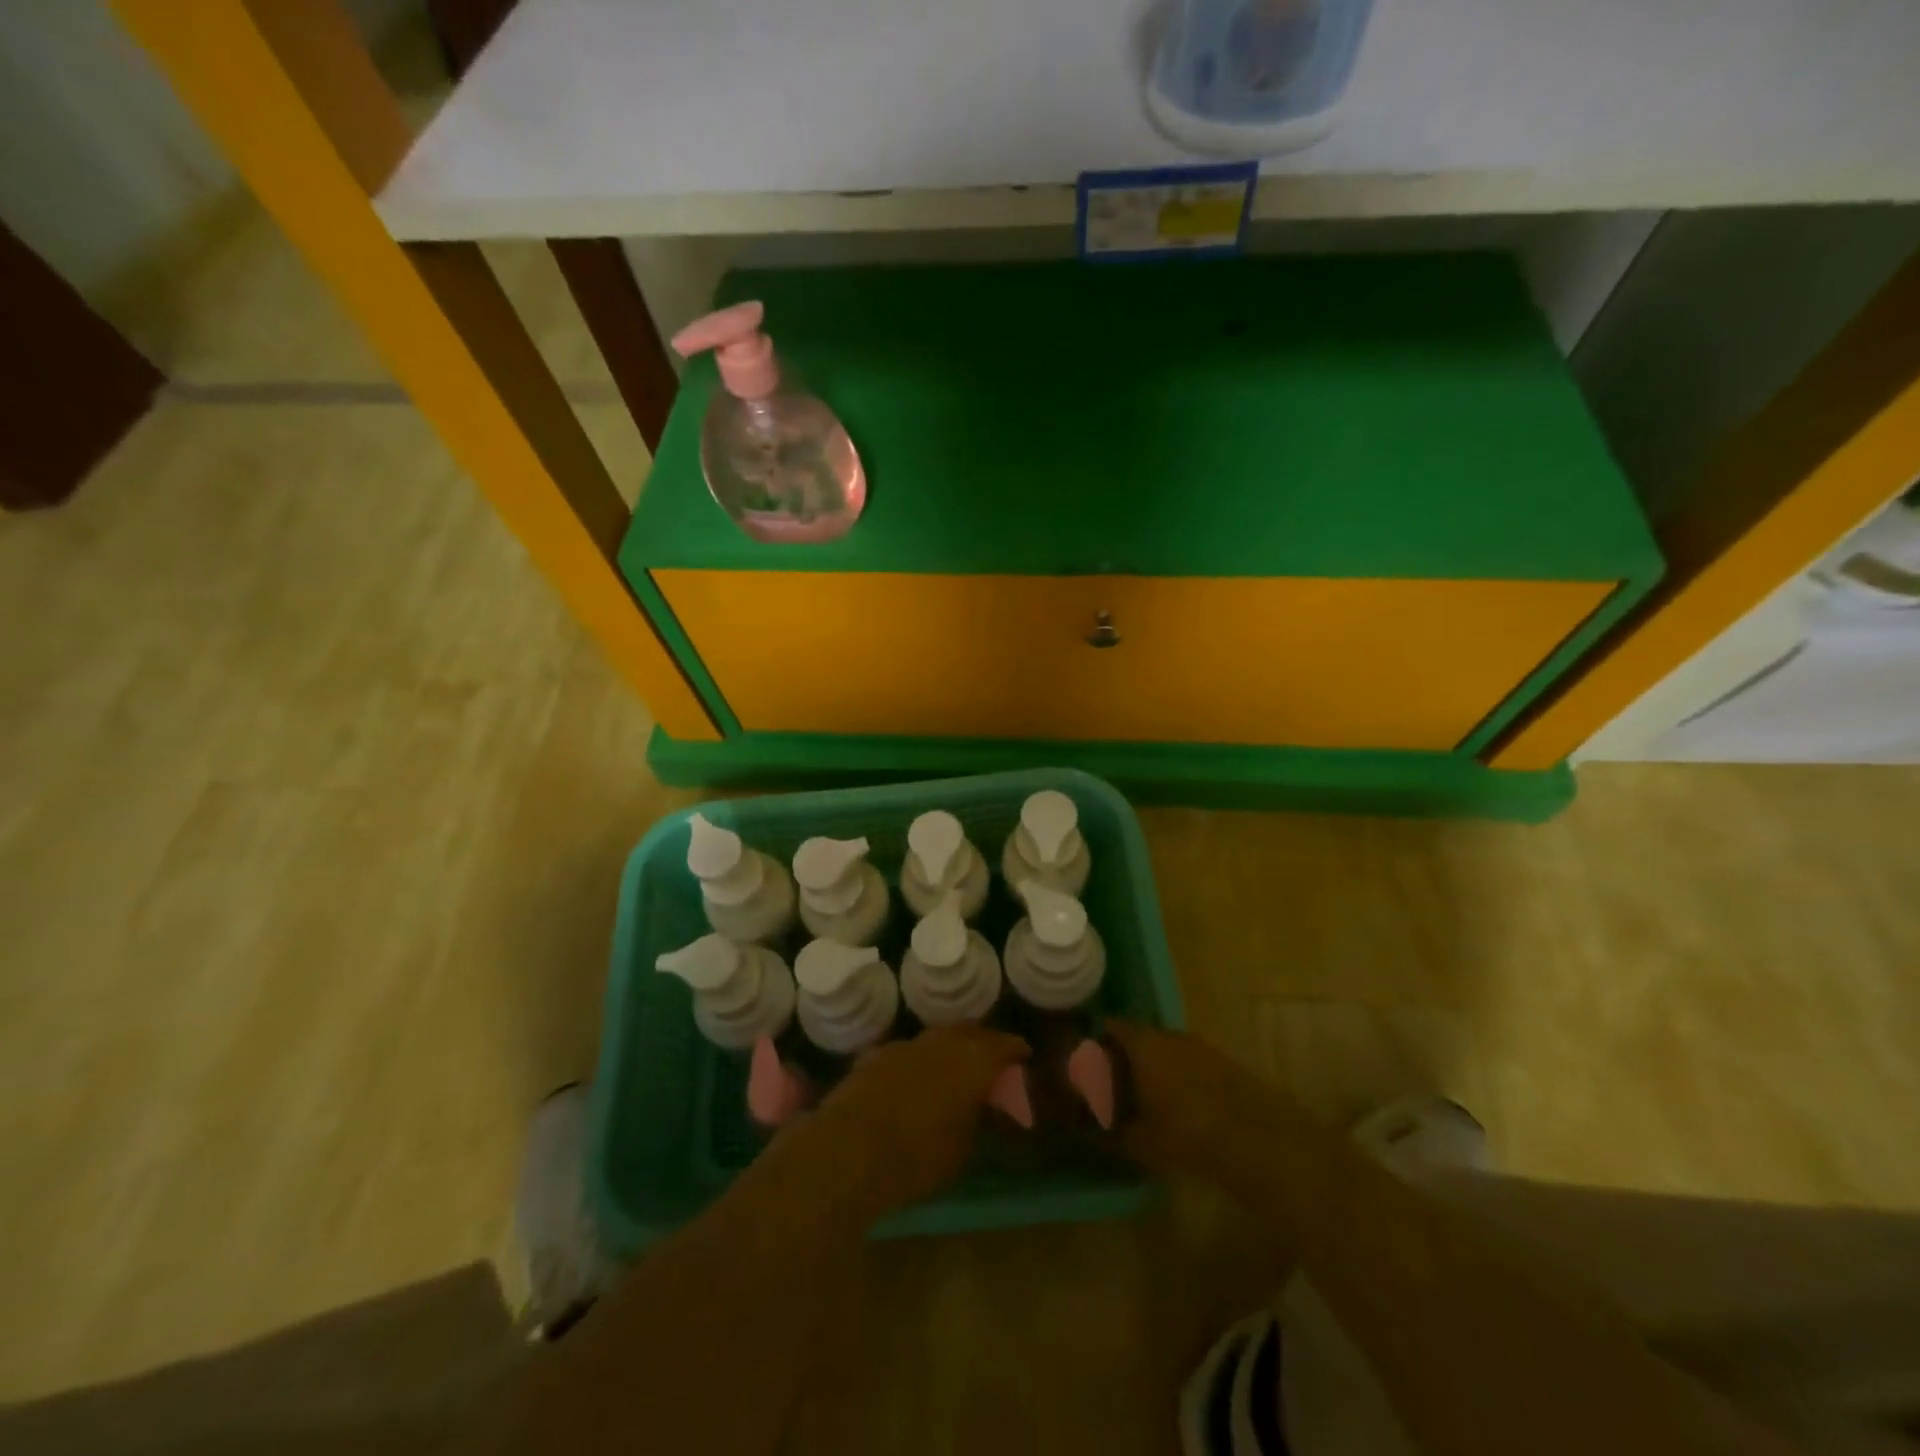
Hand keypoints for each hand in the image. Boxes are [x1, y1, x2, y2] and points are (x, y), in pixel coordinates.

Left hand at [806, 1026, 1029, 1219]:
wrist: (849, 1149)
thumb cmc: (917, 1156)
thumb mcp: (961, 1148)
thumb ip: (977, 1120)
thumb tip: (983, 1106)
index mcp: (971, 1061)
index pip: (1002, 1045)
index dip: (1014, 1049)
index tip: (1023, 1054)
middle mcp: (940, 1043)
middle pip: (968, 1031)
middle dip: (983, 1039)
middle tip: (992, 1055)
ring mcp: (905, 1046)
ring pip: (936, 1037)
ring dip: (949, 1047)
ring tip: (955, 1064)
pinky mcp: (875, 1056)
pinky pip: (908, 1052)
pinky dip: (920, 1060)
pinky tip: (916, 1077)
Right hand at [1103, 1021, 1288, 1178]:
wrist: (1259, 1141)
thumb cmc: (1186, 1135)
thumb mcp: (1140, 1142)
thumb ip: (1110, 1133)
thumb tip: (1087, 1130)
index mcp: (1143, 1044)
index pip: (1113, 1027)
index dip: (1100, 1041)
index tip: (1090, 1061)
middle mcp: (1171, 1035)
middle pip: (1142, 1037)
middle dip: (1129, 1057)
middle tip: (1119, 1085)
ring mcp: (1203, 1046)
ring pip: (1170, 1051)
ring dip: (1159, 1068)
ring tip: (1151, 1099)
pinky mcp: (1227, 1063)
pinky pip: (1194, 1063)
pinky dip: (1184, 1078)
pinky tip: (1185, 1107)